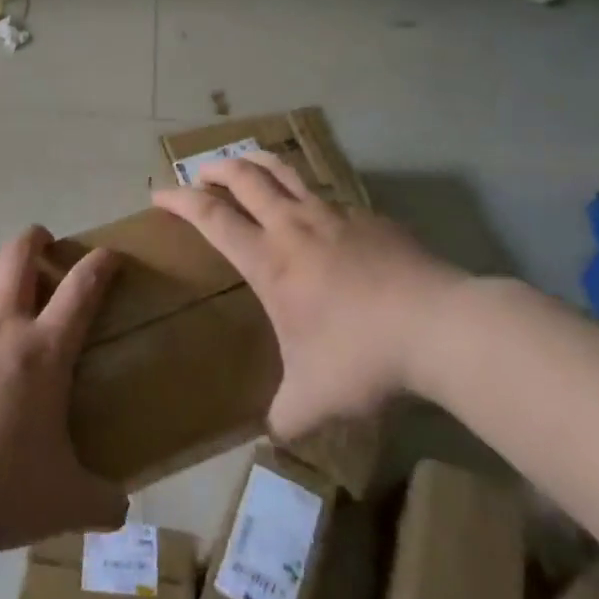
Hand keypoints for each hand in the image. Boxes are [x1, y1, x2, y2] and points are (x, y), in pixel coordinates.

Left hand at [0, 226, 126, 558]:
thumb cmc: (3, 495)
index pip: (82, 289)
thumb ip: (103, 501)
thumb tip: (123, 511)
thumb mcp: (68, 502)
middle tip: (39, 244)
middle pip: (19, 254)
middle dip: (34, 239)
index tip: (108, 255)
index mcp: (43, 351)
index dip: (100, 264)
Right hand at [152, 153, 466, 439]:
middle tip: (199, 173)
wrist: (441, 327)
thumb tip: (274, 437)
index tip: (158, 193)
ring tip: (244, 163)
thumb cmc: (362, 355)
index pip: (211, 217)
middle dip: (215, 169)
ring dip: (256, 161)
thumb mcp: (314, 398)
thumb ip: (286, 415)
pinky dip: (305, 191)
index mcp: (268, 259)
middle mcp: (294, 226)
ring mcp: (334, 215)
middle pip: (244, 177)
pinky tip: (315, 211)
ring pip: (284, 170)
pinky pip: (326, 193)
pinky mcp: (369, 217)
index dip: (179, 200)